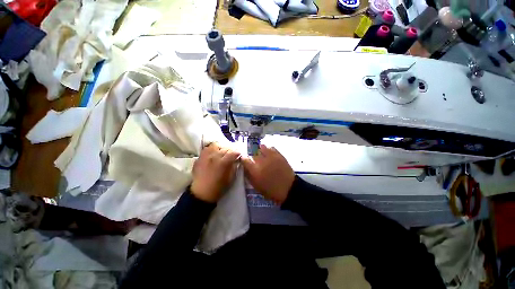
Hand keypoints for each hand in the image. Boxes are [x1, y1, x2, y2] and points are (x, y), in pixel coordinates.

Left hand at [191, 143, 240, 202]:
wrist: (201, 193)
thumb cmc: (219, 187)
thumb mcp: (231, 178)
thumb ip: (234, 166)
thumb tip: (236, 160)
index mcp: (223, 162)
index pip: (233, 152)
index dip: (238, 153)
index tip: (240, 154)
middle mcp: (214, 156)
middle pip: (225, 147)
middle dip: (231, 149)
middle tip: (233, 152)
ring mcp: (205, 156)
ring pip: (215, 145)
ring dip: (221, 147)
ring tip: (223, 151)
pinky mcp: (199, 158)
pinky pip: (206, 148)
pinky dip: (212, 149)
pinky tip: (214, 153)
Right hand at [242, 145, 294, 204]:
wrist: (288, 189)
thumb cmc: (271, 190)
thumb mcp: (256, 186)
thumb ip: (249, 176)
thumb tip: (245, 168)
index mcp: (255, 170)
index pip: (244, 159)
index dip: (243, 159)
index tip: (245, 161)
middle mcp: (261, 161)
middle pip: (253, 155)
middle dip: (253, 158)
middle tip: (256, 163)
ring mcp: (271, 156)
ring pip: (261, 148)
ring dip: (260, 152)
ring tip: (262, 156)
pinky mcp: (278, 154)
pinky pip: (271, 147)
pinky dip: (268, 149)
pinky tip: (269, 153)